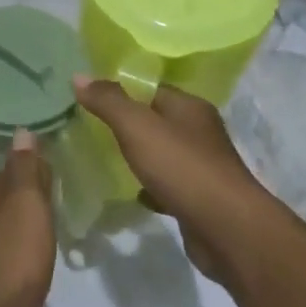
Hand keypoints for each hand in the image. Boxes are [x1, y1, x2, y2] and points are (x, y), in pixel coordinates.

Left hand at [0, 129, 55, 306]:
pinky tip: (23, 262)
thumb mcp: (27, 202)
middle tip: (48, 200)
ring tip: (38, 231)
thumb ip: (25, 168)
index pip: (6, 174)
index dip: (27, 171)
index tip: (48, 173)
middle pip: (0, 202)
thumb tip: (20, 131)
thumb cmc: (15, 253)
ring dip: (14, 227)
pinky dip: (11, 253)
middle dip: (19, 199)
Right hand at [72, 78, 274, 279]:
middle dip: (127, 124)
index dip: (121, 90)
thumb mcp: (137, 127)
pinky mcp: (198, 199)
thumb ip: (108, 101)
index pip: (151, 88)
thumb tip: (79, 76)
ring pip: (162, 154)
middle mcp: (199, 132)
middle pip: (157, 120)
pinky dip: (149, 187)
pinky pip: (167, 185)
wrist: (227, 230)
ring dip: (139, 156)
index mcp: (189, 107)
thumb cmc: (182, 168)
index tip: (89, 97)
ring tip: (104, 157)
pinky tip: (130, 193)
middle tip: (90, 127)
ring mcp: (201, 167)